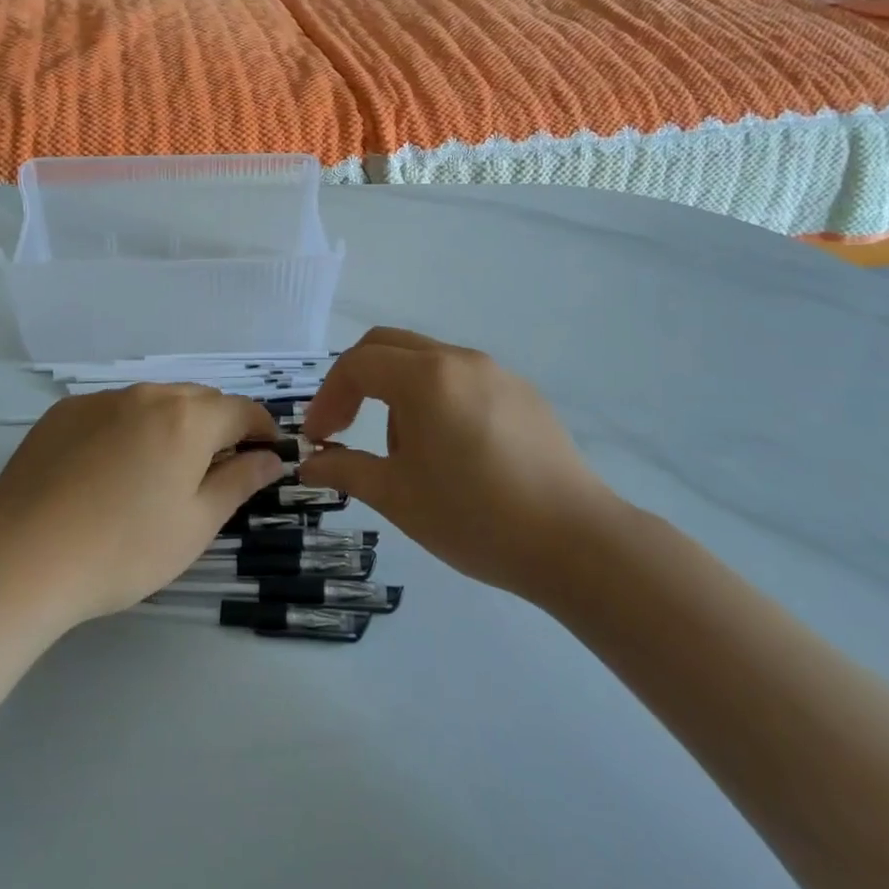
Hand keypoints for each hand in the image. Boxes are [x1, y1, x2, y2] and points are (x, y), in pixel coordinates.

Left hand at [0, 385, 287, 629]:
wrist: (21, 558)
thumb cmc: (124, 549)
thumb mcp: (196, 524)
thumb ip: (239, 482)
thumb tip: (270, 457)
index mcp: (188, 419)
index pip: (242, 410)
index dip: (262, 429)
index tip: (268, 454)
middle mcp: (147, 396)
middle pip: (199, 400)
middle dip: (219, 426)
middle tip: (216, 471)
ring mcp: (100, 400)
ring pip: (154, 402)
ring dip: (173, 425)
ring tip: (161, 471)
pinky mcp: (63, 413)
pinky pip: (114, 411)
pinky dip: (129, 428)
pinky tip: (110, 470)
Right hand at [299, 327, 620, 597]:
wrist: (577, 543)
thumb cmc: (476, 517)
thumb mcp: (398, 497)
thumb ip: (346, 469)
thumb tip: (310, 463)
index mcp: (426, 377)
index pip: (357, 364)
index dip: (327, 397)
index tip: (317, 437)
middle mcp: (460, 360)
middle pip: (388, 346)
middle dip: (356, 381)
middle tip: (343, 426)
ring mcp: (497, 373)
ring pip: (426, 361)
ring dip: (396, 392)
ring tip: (404, 454)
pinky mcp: (523, 394)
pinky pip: (462, 380)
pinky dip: (435, 399)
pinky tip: (451, 453)